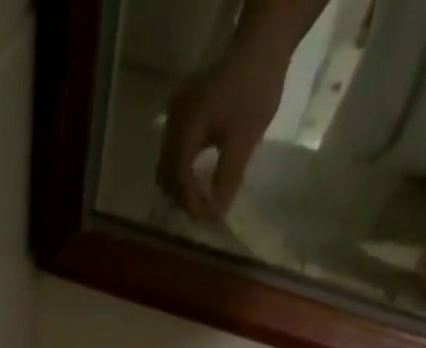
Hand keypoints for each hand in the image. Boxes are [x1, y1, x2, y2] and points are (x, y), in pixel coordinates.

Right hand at [158, 45, 288, 221]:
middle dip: (182, 198)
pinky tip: (198, 180)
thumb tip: (216, 215)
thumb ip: (227, 178)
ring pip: (166, 165)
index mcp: (186, 126)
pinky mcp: (181, 114)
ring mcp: (173, 115)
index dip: (190, 202)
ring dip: (181, 187)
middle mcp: (172, 122)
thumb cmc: (254, 91)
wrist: (259, 49)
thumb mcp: (244, 140)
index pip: (178, 176)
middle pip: (165, 174)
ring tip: (202, 201)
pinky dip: (182, 171)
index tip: (208, 219)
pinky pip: (173, 151)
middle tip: (205, 213)